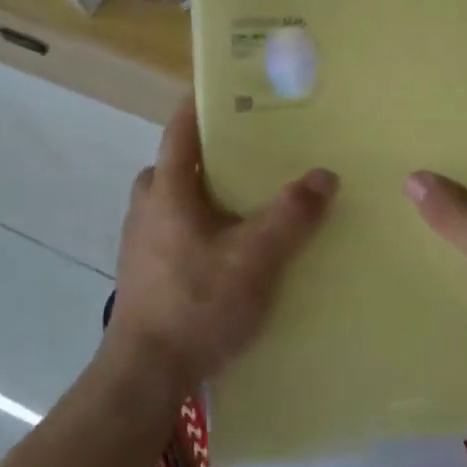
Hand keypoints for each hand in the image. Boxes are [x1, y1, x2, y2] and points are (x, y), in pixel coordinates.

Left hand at [106, 96, 337, 400]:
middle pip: (171, 167)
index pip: (179, 132)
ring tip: (244, 204)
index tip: (226, 89)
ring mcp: (141, 245)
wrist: (145, 377)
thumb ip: (291, 215)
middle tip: (245, 155)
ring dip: (200, 195)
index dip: (199, 106)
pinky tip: (228, 251)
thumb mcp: (255, 258)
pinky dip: (197, 228)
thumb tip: (325, 174)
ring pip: (171, 202)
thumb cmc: (197, 305)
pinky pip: (172, 233)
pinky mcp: (145, 276)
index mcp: (168, 192)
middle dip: (203, 156)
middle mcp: (147, 210)